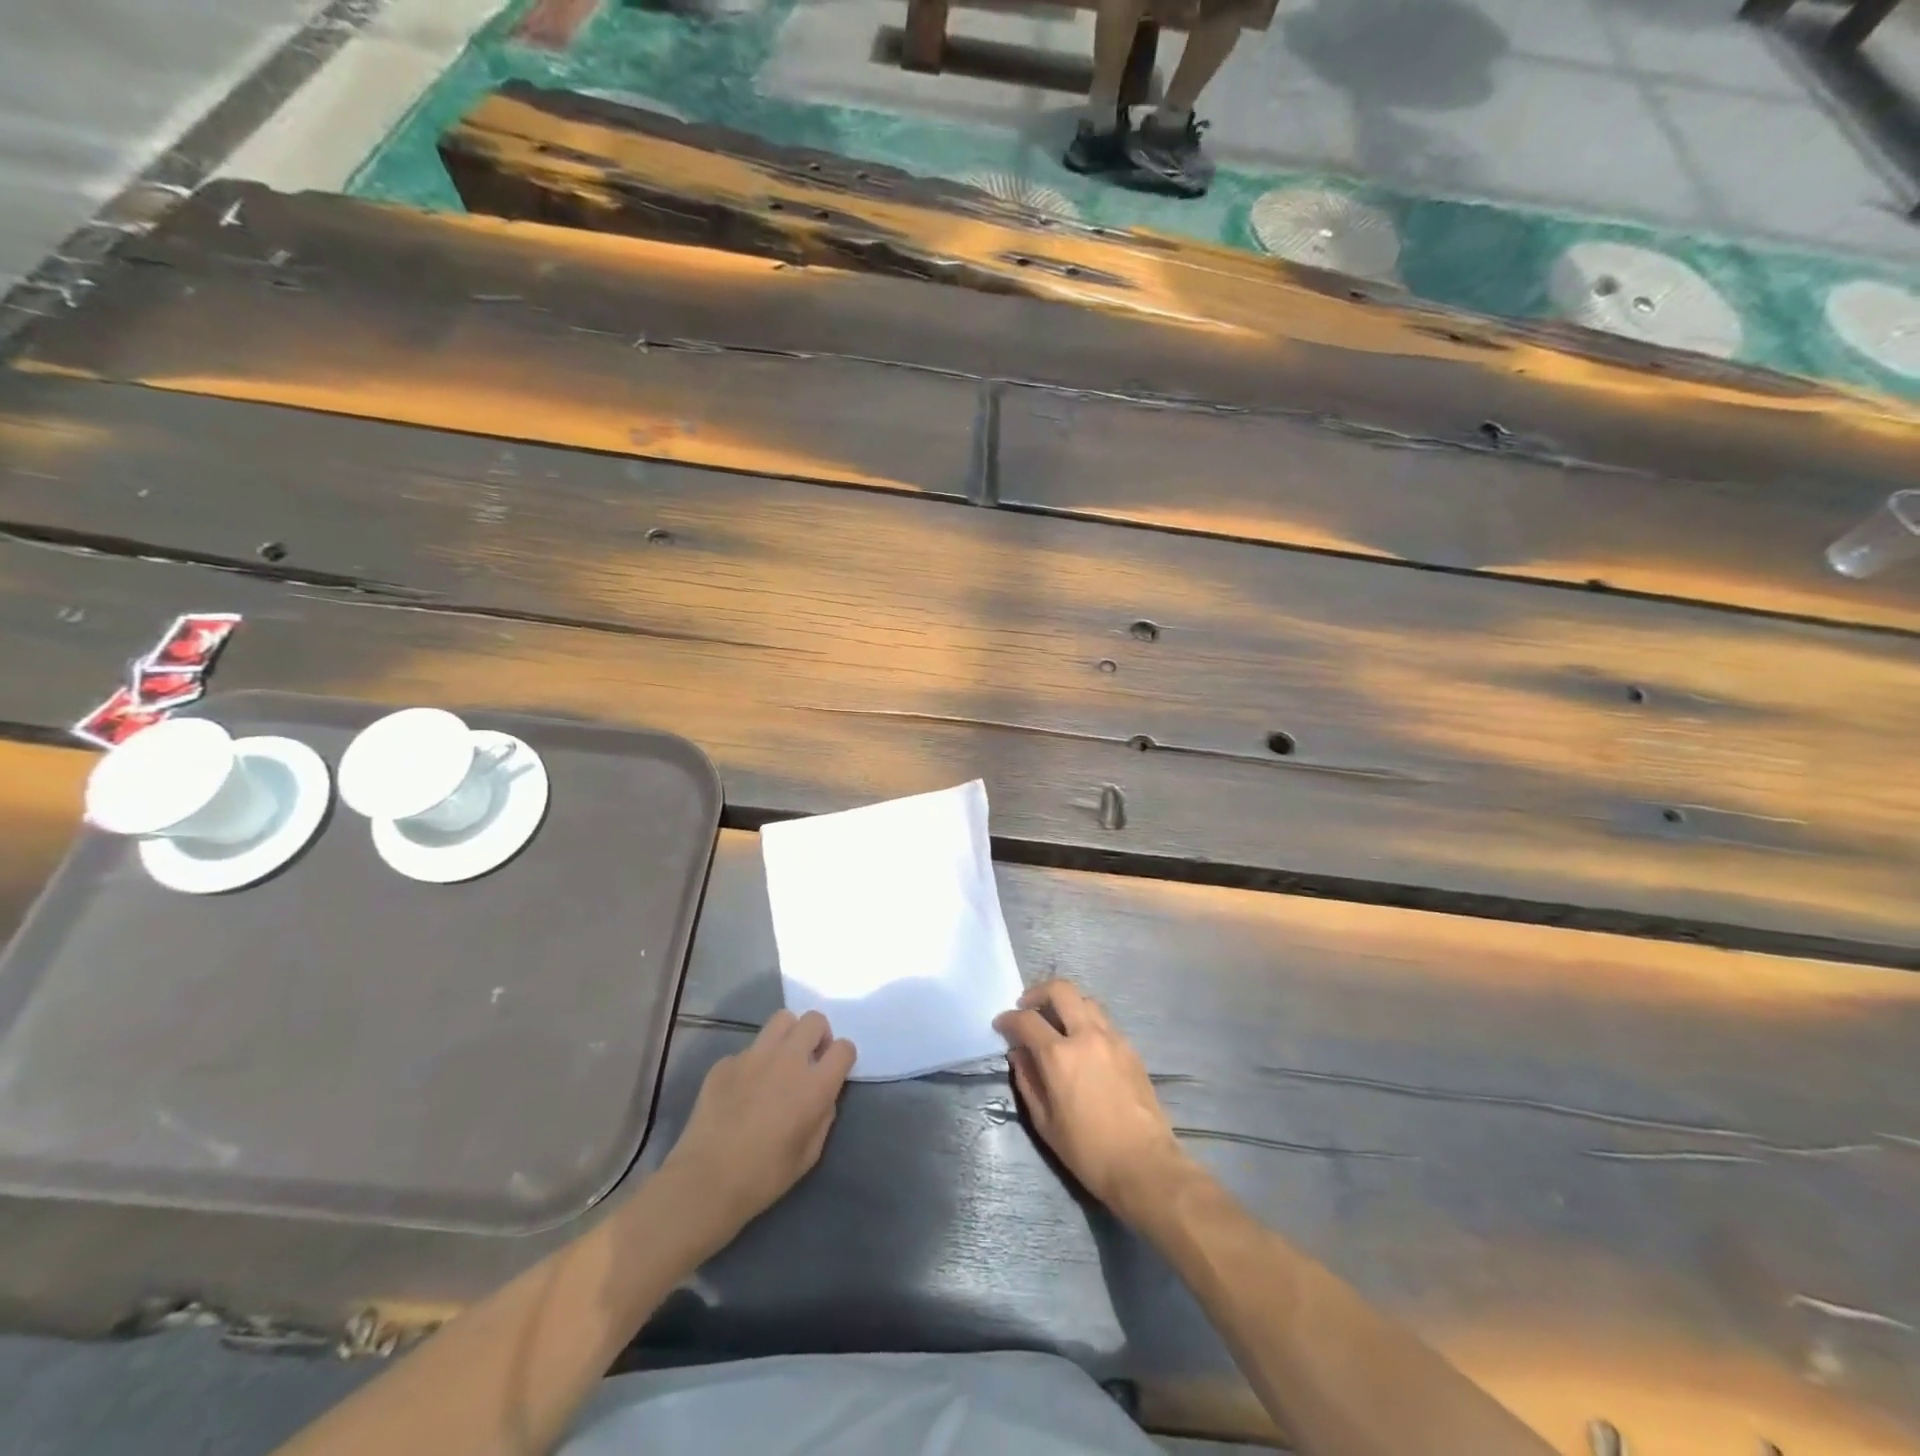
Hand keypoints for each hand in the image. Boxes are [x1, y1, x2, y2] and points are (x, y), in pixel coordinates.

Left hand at [661, 1009, 855, 1236]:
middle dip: (818, 1035)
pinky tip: (741, 1092)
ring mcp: (753, 1056)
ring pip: (781, 1020)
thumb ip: (823, 1116)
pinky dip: (752, 1064)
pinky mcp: (725, 1062)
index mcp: (814, 1085)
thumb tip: (822, 1096)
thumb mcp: (809, 1154)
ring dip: (788, 1036)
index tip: (834, 1070)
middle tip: (809, 1059)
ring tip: (779, 1062)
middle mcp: (787, 1060)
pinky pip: (748, 1051)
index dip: (843, 1057)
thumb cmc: (763, 1177)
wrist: (704, 1182)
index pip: (844, 1048)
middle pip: (814, 1020)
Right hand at [994, 980, 1192, 1224]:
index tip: (1001, 1024)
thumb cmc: (1088, 1150)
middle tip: (1027, 1008)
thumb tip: (1018, 1054)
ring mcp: (1112, 1038)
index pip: (1027, 1020)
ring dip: (1066, 1004)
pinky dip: (1086, 1021)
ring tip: (1056, 1023)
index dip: (1009, 1018)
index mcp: (1059, 1055)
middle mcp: (1086, 1035)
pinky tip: (1082, 1044)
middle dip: (1038, 992)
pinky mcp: (1130, 1048)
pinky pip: (1103, 1021)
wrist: (1144, 1164)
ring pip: (1085, 1000)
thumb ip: (1028, 1081)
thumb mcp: (1045, 1122)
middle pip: (1060, 990)